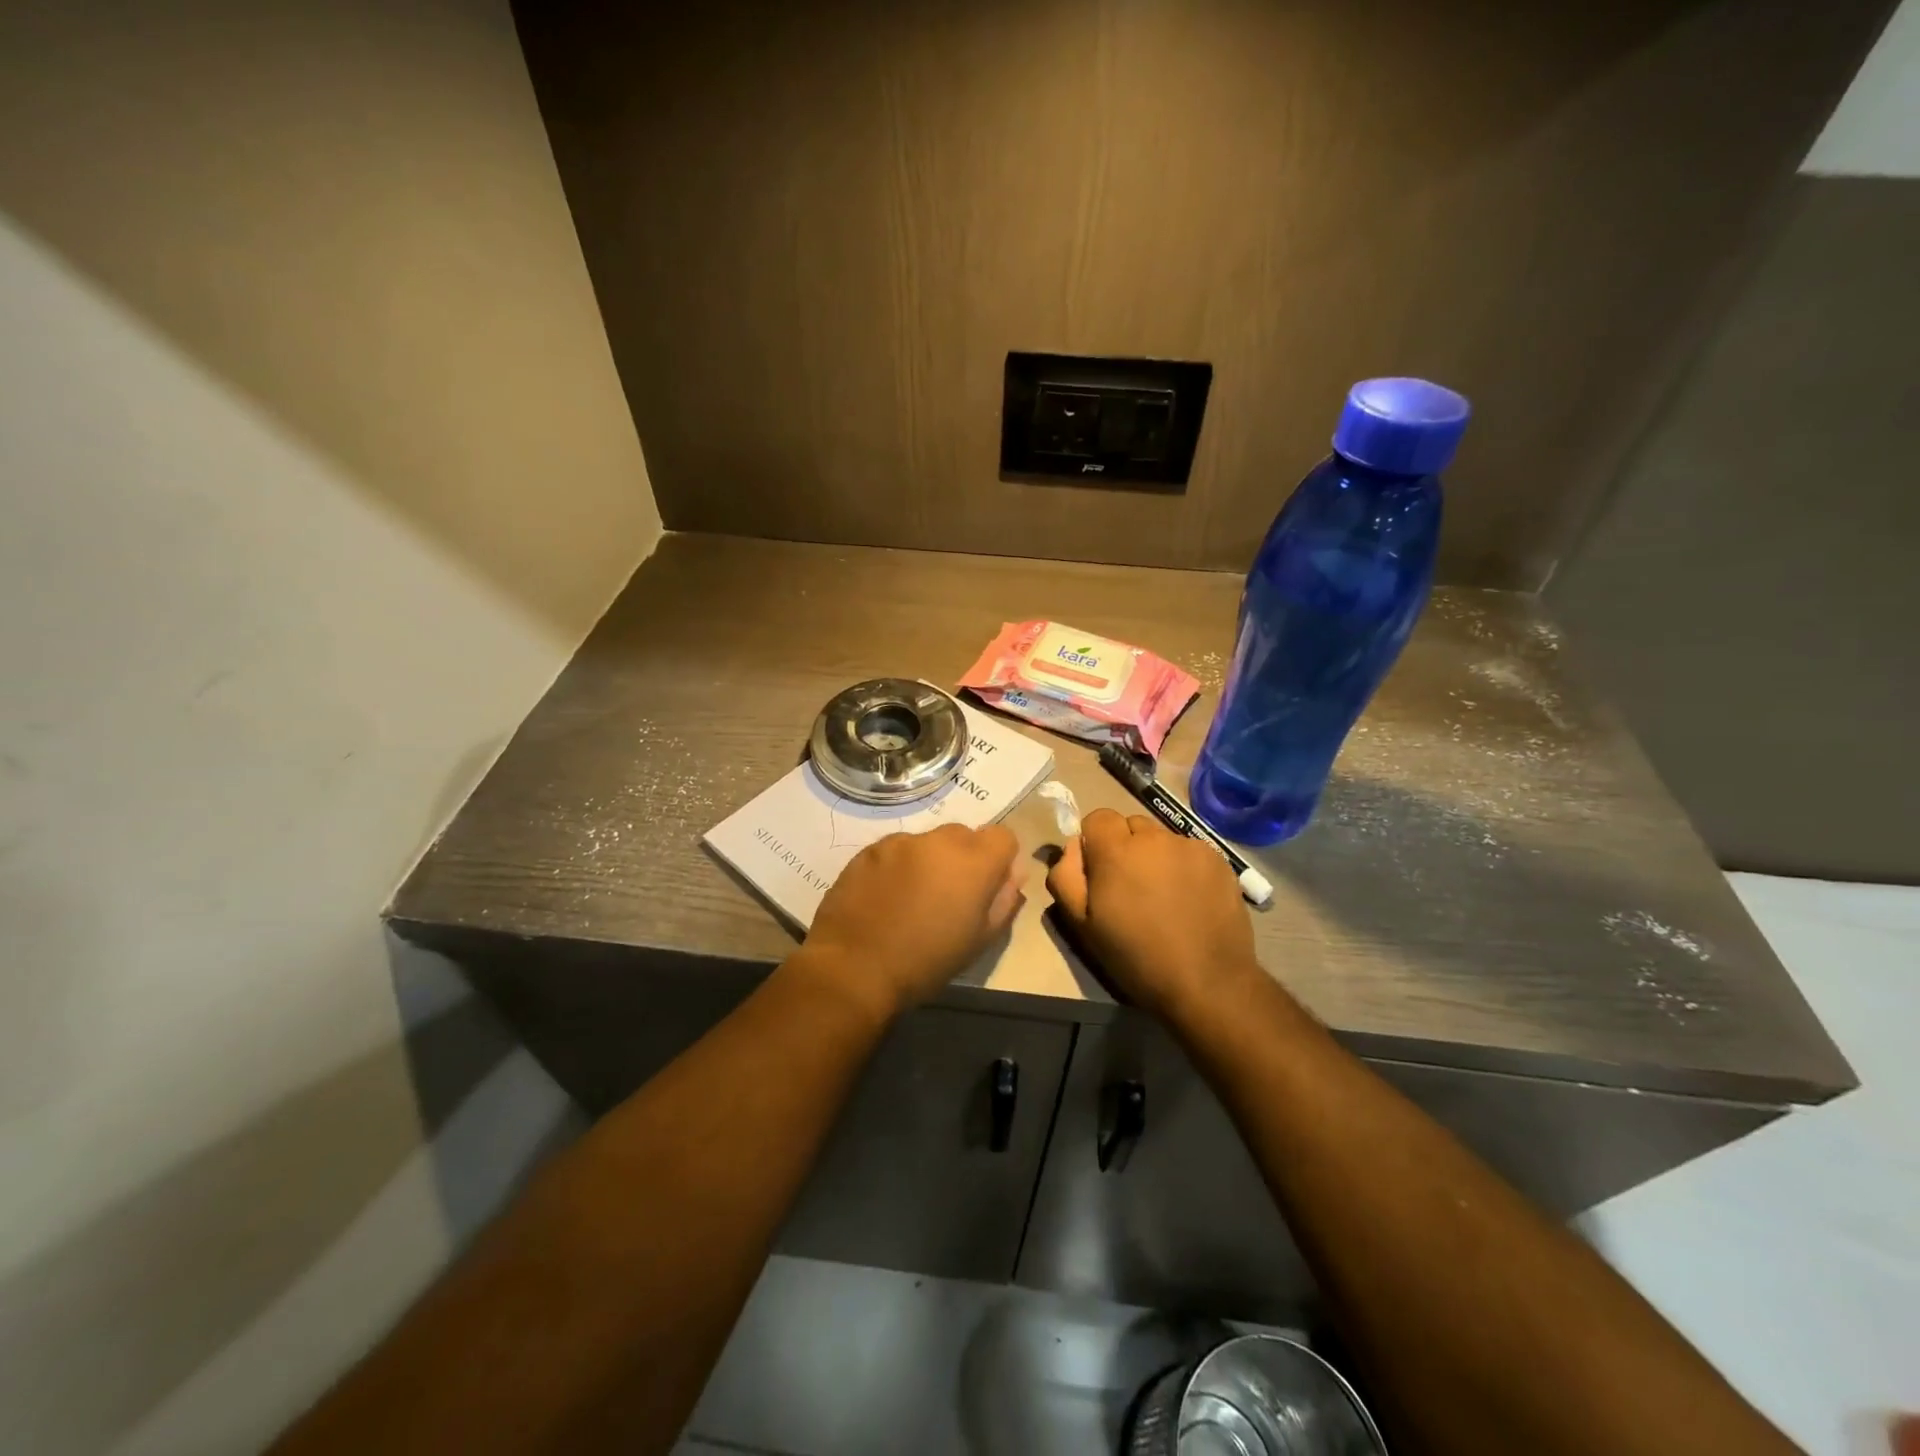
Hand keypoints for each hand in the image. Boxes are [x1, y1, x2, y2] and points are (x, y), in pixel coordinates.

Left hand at [801, 823, 1023, 1018]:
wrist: (854, 968)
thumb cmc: (926, 962)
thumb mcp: (980, 940)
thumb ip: (1004, 900)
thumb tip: (1012, 874)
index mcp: (973, 861)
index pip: (1003, 836)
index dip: (1000, 860)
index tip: (988, 887)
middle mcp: (938, 840)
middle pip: (965, 835)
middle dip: (964, 859)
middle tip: (949, 896)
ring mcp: (900, 842)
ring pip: (928, 842)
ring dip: (929, 861)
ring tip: (912, 899)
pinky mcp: (869, 850)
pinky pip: (896, 850)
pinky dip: (898, 866)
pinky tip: (885, 898)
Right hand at [1046, 808, 1261, 1023]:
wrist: (1207, 983)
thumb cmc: (1136, 957)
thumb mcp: (1082, 924)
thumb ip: (1066, 876)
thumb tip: (1073, 847)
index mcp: (1116, 850)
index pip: (1098, 818)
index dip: (1095, 842)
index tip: (1100, 873)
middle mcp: (1154, 837)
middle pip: (1131, 825)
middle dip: (1126, 847)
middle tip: (1131, 888)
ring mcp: (1191, 847)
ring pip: (1162, 839)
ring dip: (1156, 857)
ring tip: (1164, 897)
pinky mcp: (1219, 860)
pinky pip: (1190, 852)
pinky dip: (1184, 867)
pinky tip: (1190, 900)